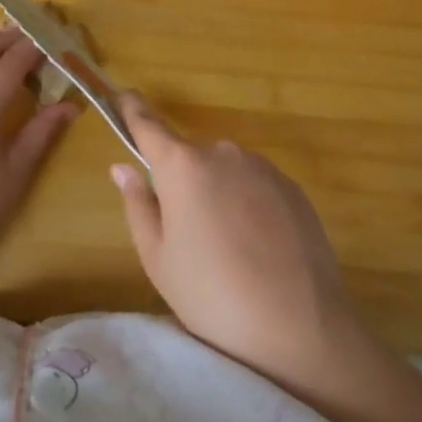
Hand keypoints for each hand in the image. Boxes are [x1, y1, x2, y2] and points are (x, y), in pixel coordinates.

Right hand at [110, 93, 371, 397]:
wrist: (298, 326)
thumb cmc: (211, 295)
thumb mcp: (158, 258)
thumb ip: (138, 204)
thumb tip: (123, 167)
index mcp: (182, 165)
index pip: (148, 124)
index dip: (132, 109)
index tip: (123, 96)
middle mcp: (222, 152)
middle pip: (190, 157)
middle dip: (182, 182)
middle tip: (185, 234)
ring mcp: (262, 167)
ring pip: (225, 172)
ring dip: (217, 194)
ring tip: (227, 250)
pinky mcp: (292, 187)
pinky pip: (255, 186)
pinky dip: (248, 205)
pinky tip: (257, 249)